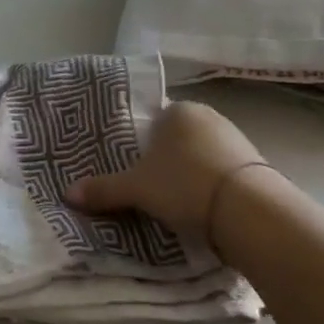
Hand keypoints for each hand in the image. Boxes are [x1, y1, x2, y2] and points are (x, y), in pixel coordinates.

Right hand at [66, 101, 271, 237]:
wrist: (251, 212)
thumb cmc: (185, 184)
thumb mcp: (136, 189)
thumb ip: (103, 189)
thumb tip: (67, 194)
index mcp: (178, 110)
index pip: (152, 120)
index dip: (139, 144)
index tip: (132, 167)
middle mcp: (209, 117)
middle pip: (176, 139)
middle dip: (164, 161)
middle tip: (147, 187)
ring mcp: (237, 141)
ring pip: (200, 157)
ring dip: (189, 176)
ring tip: (173, 203)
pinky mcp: (257, 168)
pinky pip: (222, 174)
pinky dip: (210, 188)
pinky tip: (201, 209)